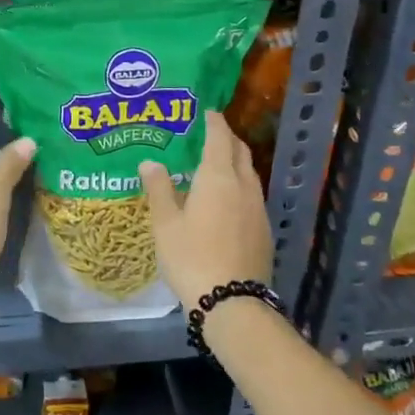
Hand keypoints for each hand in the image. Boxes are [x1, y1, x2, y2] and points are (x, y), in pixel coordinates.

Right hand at [139, 111, 273, 309]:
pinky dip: (239, 185)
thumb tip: (151, 162)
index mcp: (218, 177)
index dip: (213, 121)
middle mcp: (244, 185)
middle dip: (227, 138)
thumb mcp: (165, 224)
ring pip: (249, 173)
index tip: (206, 111)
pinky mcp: (264, 230)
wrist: (233, 303)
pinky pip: (252, 194)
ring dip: (235, 162)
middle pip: (239, 151)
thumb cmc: (192, 257)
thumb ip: (159, 189)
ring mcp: (258, 208)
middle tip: (209, 135)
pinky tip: (225, 201)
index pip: (219, 137)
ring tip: (214, 166)